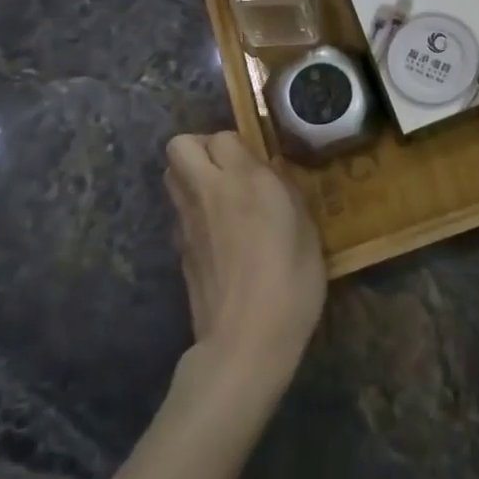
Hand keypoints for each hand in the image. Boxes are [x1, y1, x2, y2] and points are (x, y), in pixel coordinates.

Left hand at [165, 132, 325, 387]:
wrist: (246, 341)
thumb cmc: (291, 281)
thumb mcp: (306, 229)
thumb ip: (285, 192)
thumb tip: (271, 176)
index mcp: (245, 180)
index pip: (223, 137)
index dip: (238, 146)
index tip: (257, 164)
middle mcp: (209, 192)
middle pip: (180, 146)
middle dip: (200, 149)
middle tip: (228, 170)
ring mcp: (188, 223)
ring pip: (171, 176)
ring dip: (191, 177)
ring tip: (221, 198)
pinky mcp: (180, 252)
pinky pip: (179, 213)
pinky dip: (194, 213)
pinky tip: (219, 237)